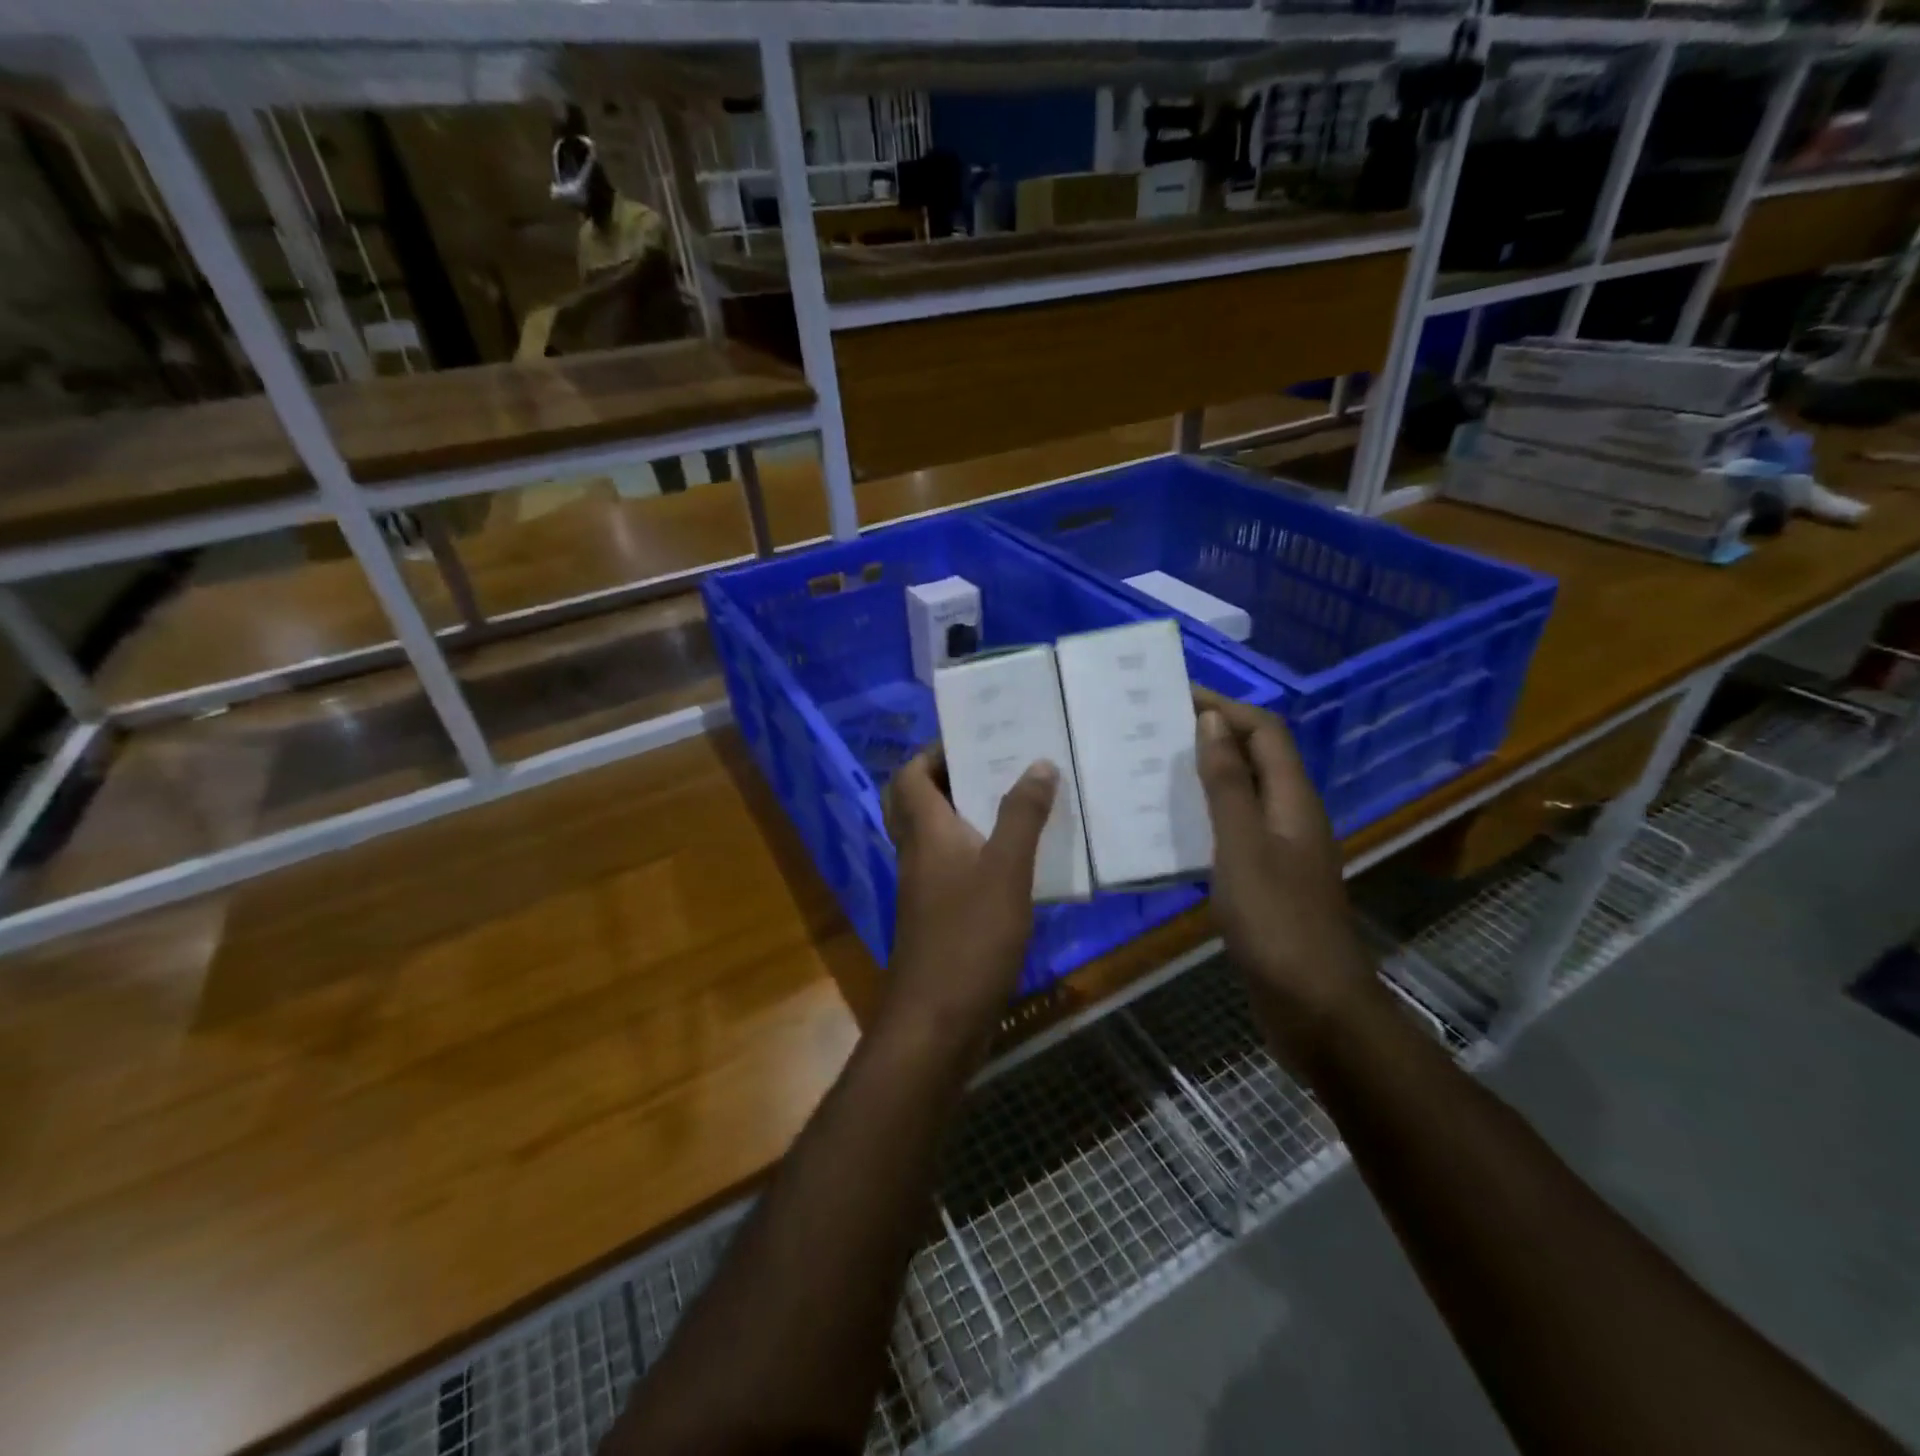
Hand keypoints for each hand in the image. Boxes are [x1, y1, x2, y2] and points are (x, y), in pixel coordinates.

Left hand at [882, 746, 1059, 1056]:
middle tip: (994, 766)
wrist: (938, 1021)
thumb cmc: (970, 937)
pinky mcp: (939, 917)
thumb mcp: (1006, 870)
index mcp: (925, 832)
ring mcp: (925, 888)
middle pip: (917, 802)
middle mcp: (917, 853)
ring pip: (936, 835)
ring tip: (1015, 801)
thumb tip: (1038, 763)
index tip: (976, 737)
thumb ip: (1022, 816)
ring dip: (967, 814)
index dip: (934, 752)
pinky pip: (953, 867)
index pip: (910, 775)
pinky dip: (977, 852)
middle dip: (949, 778)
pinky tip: (1016, 860)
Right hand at [1192, 690, 1376, 1071]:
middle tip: (1155, 728)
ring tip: (1154, 767)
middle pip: (1257, 757)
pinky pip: (1234, 829)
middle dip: (1212, 734)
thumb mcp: (1243, 846)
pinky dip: (1205, 814)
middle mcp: (1292, 816)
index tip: (1175, 694)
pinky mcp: (1267, 881)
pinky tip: (1170, 827)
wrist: (1315, 1007)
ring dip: (1206, 773)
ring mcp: (1281, 851)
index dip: (1226, 706)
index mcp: (1293, 801)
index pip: (1264, 731)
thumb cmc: (1277, 923)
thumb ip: (1229, 784)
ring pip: (1244, 793)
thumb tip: (1212, 722)